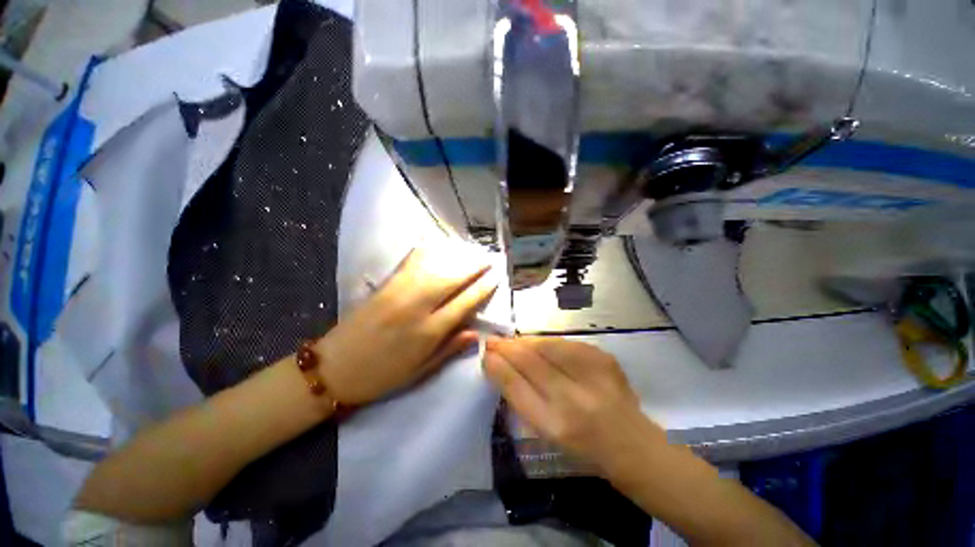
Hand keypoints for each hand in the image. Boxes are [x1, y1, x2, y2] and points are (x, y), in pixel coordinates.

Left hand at [316, 247, 497, 404]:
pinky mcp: (384, 287)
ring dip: (454, 258)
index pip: (463, 304)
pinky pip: (408, 265)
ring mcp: (398, 294)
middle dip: (472, 267)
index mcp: (427, 333)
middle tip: (487, 259)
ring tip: (469, 252)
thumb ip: (449, 350)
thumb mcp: (419, 372)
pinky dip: (425, 253)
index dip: (481, 290)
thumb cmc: (380, 377)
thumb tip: (476, 333)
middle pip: (450, 280)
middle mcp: (416, 308)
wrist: (332, 370)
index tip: (494, 278)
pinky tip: (434, 246)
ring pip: (433, 268)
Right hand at [483, 337, 664, 469]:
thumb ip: (521, 397)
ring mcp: (592, 375)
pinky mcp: (604, 359)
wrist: (632, 444)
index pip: (516, 386)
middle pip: (530, 361)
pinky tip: (539, 344)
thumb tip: (498, 365)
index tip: (485, 354)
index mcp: (555, 425)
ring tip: (513, 342)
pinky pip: (565, 343)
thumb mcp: (546, 431)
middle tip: (492, 341)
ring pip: (547, 345)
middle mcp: (573, 399)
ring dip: (525, 341)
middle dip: (506, 347)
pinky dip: (547, 342)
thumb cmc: (582, 446)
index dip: (497, 366)